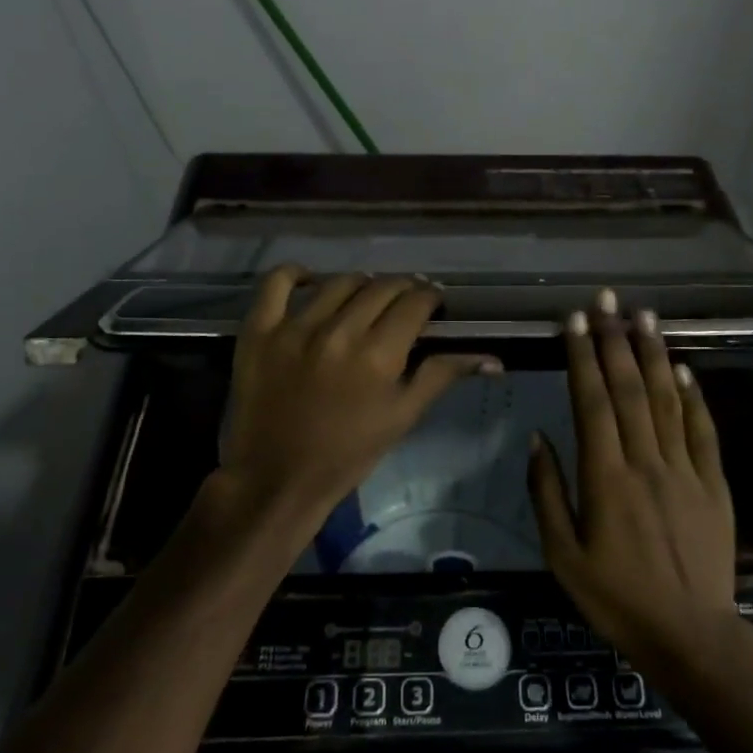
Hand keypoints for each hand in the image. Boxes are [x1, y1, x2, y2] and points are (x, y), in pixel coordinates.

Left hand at [214, 267, 500, 555]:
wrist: (278, 478)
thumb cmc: (348, 453)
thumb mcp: (403, 417)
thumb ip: (443, 375)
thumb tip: (493, 358)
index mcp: (379, 355)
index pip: (416, 302)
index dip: (431, 297)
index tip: (433, 303)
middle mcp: (339, 331)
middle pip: (382, 287)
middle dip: (403, 288)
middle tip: (405, 302)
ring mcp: (295, 327)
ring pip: (339, 282)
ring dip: (362, 284)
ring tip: (365, 297)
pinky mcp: (259, 331)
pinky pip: (276, 283)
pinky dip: (295, 274)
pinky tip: (310, 281)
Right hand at [527, 290, 739, 667]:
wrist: (691, 636)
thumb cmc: (617, 599)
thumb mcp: (563, 557)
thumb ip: (547, 493)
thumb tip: (538, 438)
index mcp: (605, 478)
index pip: (593, 402)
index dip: (583, 357)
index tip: (575, 321)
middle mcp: (646, 462)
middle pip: (631, 389)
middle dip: (615, 339)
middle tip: (607, 300)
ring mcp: (685, 470)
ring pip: (668, 399)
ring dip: (654, 354)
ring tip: (644, 315)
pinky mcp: (714, 484)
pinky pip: (703, 431)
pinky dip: (693, 396)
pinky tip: (683, 368)